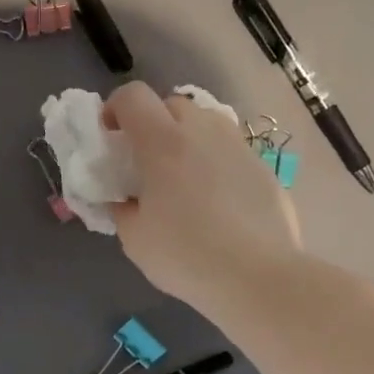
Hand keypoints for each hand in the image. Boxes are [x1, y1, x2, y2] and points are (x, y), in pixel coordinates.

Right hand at [106, 81, 300, 311]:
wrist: (258, 277)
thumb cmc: (186, 256)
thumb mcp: (135, 238)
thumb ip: (122, 208)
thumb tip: (125, 200)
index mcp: (162, 143)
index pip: (132, 96)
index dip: (115, 108)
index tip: (110, 136)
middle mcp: (202, 132)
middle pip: (172, 104)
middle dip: (154, 123)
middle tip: (147, 161)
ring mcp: (238, 146)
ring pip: (206, 123)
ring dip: (188, 138)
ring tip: (184, 176)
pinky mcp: (263, 167)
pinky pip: (231, 150)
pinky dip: (216, 162)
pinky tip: (218, 200)